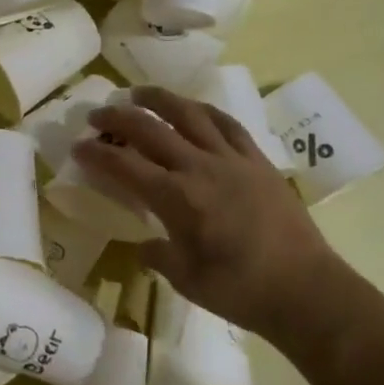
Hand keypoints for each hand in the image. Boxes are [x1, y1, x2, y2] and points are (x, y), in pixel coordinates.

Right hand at [73, 85, 344, 336]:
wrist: (306, 290)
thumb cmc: (241, 291)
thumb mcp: (186, 280)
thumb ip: (158, 255)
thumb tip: (145, 245)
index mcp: (177, 199)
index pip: (125, 166)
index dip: (96, 154)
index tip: (77, 147)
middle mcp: (200, 168)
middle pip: (150, 129)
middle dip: (117, 118)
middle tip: (96, 115)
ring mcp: (232, 160)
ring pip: (189, 114)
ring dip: (159, 99)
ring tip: (138, 93)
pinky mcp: (258, 161)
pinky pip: (228, 124)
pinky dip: (204, 111)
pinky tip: (193, 109)